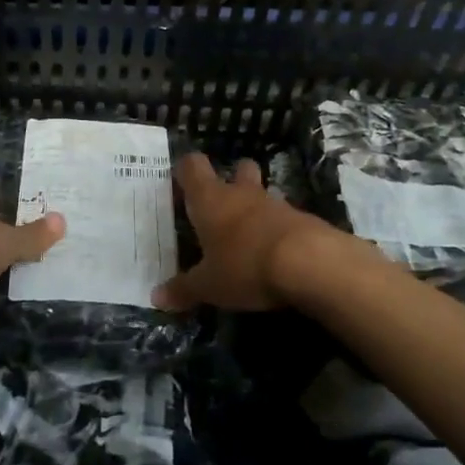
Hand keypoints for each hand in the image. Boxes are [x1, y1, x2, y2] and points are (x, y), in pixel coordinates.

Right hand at [154, 154, 346, 311]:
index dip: (185, 170)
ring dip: (256, 207)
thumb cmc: (245, 265)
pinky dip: (277, 229)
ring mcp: (275, 203)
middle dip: (232, 179)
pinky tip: (274, 253)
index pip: (192, 166)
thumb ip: (183, 289)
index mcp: (210, 199)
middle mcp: (241, 193)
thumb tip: (156, 298)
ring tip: (248, 234)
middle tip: (223, 203)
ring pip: (263, 193)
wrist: (309, 262)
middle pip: (237, 169)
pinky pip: (284, 217)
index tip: (181, 182)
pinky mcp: (302, 219)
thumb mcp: (209, 285)